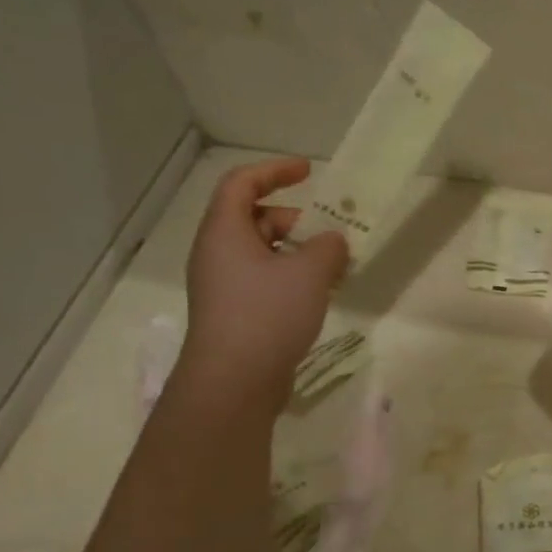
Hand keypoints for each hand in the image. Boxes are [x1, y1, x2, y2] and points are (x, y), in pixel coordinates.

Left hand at [176, 158, 347, 415]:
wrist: (235, 380)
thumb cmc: (267, 314)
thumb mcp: (309, 273)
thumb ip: (328, 248)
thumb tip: (334, 240)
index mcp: (225, 232)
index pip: (242, 183)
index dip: (275, 171)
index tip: (309, 172)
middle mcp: (217, 253)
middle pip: (254, 219)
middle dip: (295, 220)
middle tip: (330, 233)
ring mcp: (224, 286)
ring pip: (262, 254)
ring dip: (297, 253)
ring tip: (333, 268)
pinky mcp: (235, 313)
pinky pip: (264, 281)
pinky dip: (291, 278)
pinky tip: (319, 296)